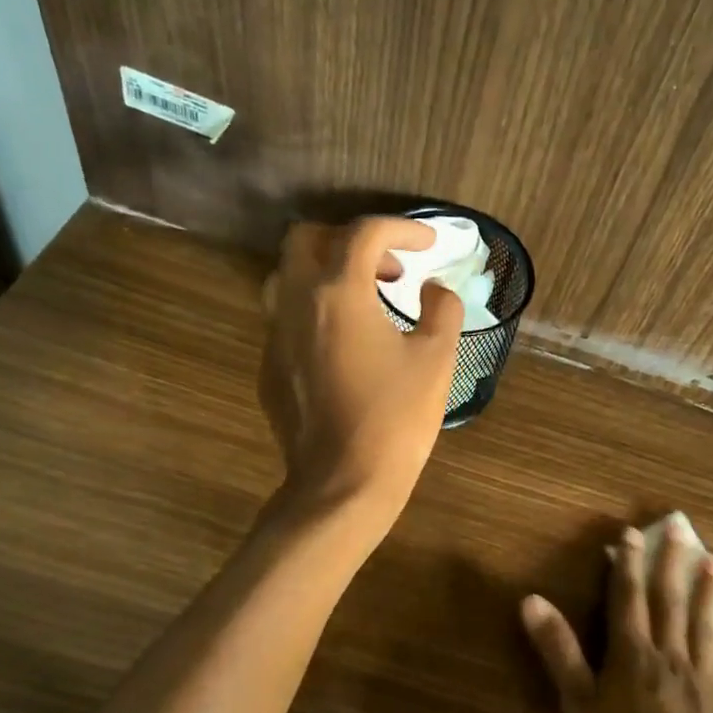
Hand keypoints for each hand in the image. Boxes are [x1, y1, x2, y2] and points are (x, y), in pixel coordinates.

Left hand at [259, 217, 463, 519]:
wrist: (343, 483)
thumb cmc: (396, 418)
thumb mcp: (437, 359)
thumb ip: (442, 309)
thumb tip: (434, 290)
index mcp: (339, 292)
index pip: (365, 233)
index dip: (403, 229)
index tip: (430, 245)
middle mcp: (297, 302)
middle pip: (306, 238)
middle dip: (350, 239)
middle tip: (389, 268)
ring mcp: (275, 335)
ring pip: (287, 275)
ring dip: (325, 271)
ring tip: (365, 299)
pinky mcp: (269, 366)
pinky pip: (286, 317)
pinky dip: (316, 310)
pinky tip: (346, 344)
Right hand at [521, 523, 712, 712]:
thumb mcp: (577, 706)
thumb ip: (558, 651)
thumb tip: (532, 599)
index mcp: (632, 654)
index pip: (628, 597)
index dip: (627, 563)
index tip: (632, 532)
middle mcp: (670, 656)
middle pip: (671, 601)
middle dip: (672, 564)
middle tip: (682, 529)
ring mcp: (704, 679)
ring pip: (706, 625)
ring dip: (709, 592)